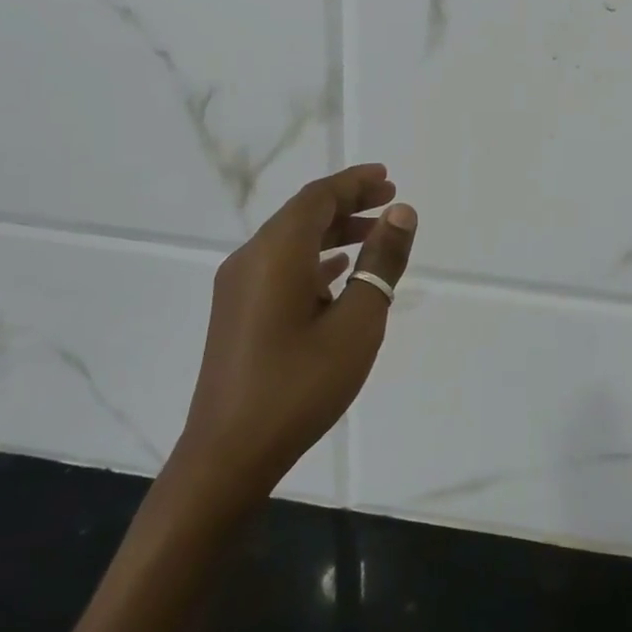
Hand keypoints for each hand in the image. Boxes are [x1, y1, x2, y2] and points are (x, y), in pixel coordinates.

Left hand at [180, 164, 416, 498]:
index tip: (388, 178)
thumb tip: (401, 213)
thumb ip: (381, 264)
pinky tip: (337, 275)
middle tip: (389, 201)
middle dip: (347, 203)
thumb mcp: (357, 323)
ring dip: (332, 232)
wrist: (229, 453)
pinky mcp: (237, 312)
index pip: (318, 197)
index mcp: (276, 253)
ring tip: (374, 236)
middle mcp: (250, 259)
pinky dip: (313, 259)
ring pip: (290, 241)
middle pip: (302, 214)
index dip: (354, 183)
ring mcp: (238, 287)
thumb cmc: (300, 385)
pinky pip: (279, 267)